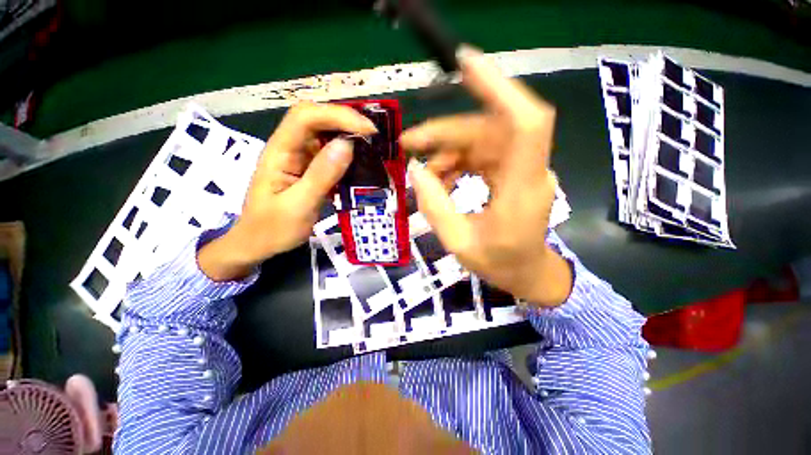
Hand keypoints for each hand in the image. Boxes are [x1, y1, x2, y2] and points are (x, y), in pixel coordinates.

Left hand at [199, 102, 376, 280]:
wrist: (259, 244)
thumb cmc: (273, 229)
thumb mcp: (299, 205)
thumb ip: (321, 175)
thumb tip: (347, 144)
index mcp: (280, 151)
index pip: (306, 117)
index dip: (337, 116)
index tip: (368, 131)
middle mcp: (290, 147)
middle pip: (316, 118)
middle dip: (346, 120)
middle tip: (374, 136)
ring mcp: (300, 157)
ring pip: (325, 134)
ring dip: (349, 134)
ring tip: (372, 145)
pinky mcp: (310, 169)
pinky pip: (330, 153)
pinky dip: (348, 153)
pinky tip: (361, 160)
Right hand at [401, 46, 571, 305]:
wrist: (526, 273)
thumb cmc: (498, 264)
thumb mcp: (458, 243)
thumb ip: (434, 206)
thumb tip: (415, 169)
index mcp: (521, 191)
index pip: (525, 123)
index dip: (500, 88)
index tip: (467, 64)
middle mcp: (528, 171)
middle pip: (488, 130)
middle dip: (445, 133)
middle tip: (410, 145)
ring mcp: (522, 170)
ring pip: (482, 140)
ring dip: (448, 151)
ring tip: (425, 173)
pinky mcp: (513, 172)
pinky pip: (482, 154)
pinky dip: (457, 161)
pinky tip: (442, 178)